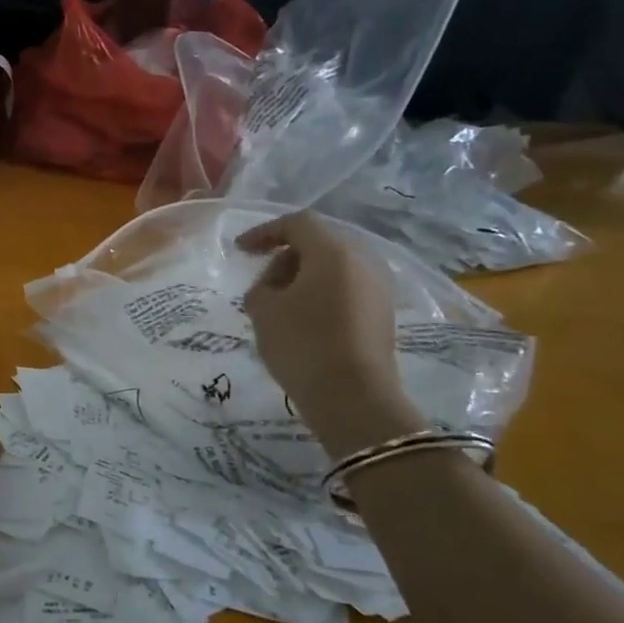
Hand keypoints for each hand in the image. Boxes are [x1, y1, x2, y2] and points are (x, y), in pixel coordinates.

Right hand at [238, 212, 425, 454]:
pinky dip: (322, 292)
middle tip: (261, 280)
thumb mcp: (263, 309)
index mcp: (334, 251)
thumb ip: (263, 284)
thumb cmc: (303, 345)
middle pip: (319, 242)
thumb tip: (276, 282)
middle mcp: (363, 260)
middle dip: (286, 255)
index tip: (240, 250)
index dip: (264, 232)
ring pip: (335, 266)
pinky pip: (347, 287)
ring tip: (279, 301)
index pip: (297, 224)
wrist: (353, 399)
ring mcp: (378, 287)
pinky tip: (303, 317)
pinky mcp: (383, 312)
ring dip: (304, 275)